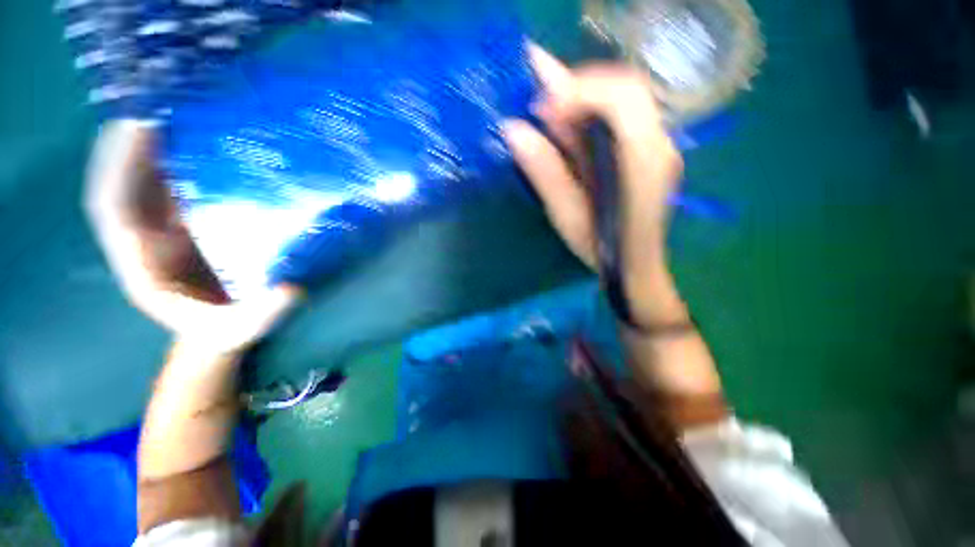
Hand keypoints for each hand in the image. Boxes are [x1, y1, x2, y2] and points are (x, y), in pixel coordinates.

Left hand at [85, 120, 300, 354]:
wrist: (223, 327)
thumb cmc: (226, 328)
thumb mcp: (243, 327)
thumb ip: (263, 313)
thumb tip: (291, 289)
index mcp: (142, 262)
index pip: (113, 208)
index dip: (118, 166)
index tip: (141, 127)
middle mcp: (144, 237)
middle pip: (127, 179)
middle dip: (139, 139)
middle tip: (172, 103)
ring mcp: (165, 225)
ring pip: (150, 177)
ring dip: (163, 143)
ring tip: (191, 112)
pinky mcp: (188, 221)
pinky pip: (177, 184)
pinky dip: (185, 159)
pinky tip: (209, 141)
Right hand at [502, 47, 684, 324]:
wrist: (634, 265)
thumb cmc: (601, 246)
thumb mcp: (567, 213)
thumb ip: (544, 171)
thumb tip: (513, 130)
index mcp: (642, 160)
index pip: (620, 97)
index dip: (578, 91)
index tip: (540, 107)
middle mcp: (659, 143)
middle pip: (625, 87)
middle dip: (579, 87)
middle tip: (542, 104)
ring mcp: (659, 144)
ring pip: (624, 97)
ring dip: (584, 97)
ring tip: (551, 113)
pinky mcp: (651, 149)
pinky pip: (624, 114)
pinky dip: (593, 112)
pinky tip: (571, 126)